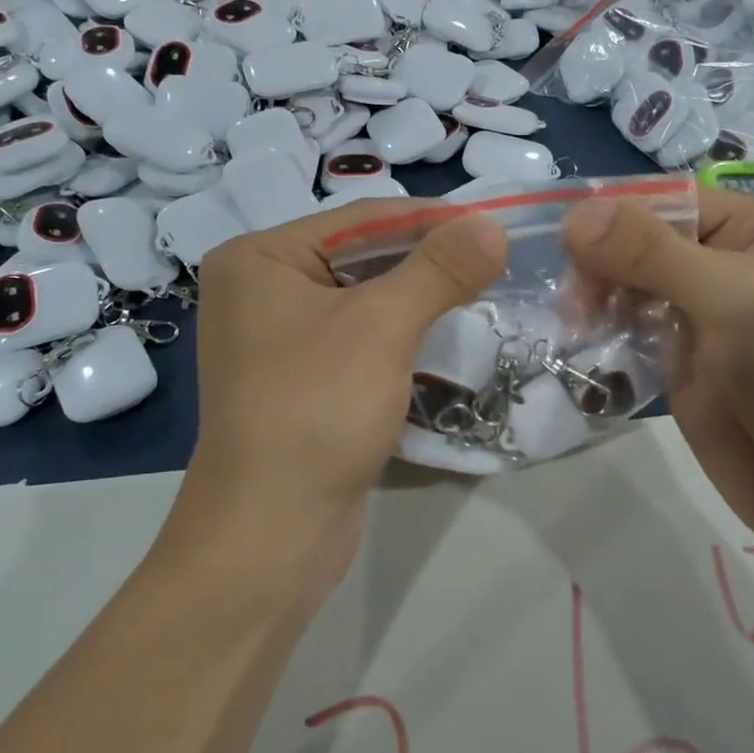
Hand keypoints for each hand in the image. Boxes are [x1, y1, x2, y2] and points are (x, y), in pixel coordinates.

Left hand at [170, 201, 506, 604]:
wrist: (270, 534)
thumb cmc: (316, 409)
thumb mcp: (381, 326)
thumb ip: (438, 269)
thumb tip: (492, 224)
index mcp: (259, 259)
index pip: (358, 219)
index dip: (430, 218)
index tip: (493, 224)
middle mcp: (260, 291)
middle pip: (360, 258)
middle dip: (427, 263)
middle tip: (494, 262)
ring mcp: (278, 340)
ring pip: (364, 302)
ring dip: (420, 302)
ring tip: (481, 295)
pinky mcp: (301, 382)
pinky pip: (359, 342)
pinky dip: (401, 339)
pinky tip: (446, 339)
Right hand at [562, 188, 753, 560]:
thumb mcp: (734, 300)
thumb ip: (653, 254)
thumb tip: (574, 215)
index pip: (666, 201)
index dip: (613, 215)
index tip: (564, 244)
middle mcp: (725, 265)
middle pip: (640, 242)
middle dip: (601, 262)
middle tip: (573, 302)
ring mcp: (700, 316)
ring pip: (628, 285)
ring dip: (596, 296)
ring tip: (575, 324)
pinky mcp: (680, 362)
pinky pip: (630, 330)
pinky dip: (603, 330)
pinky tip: (584, 342)